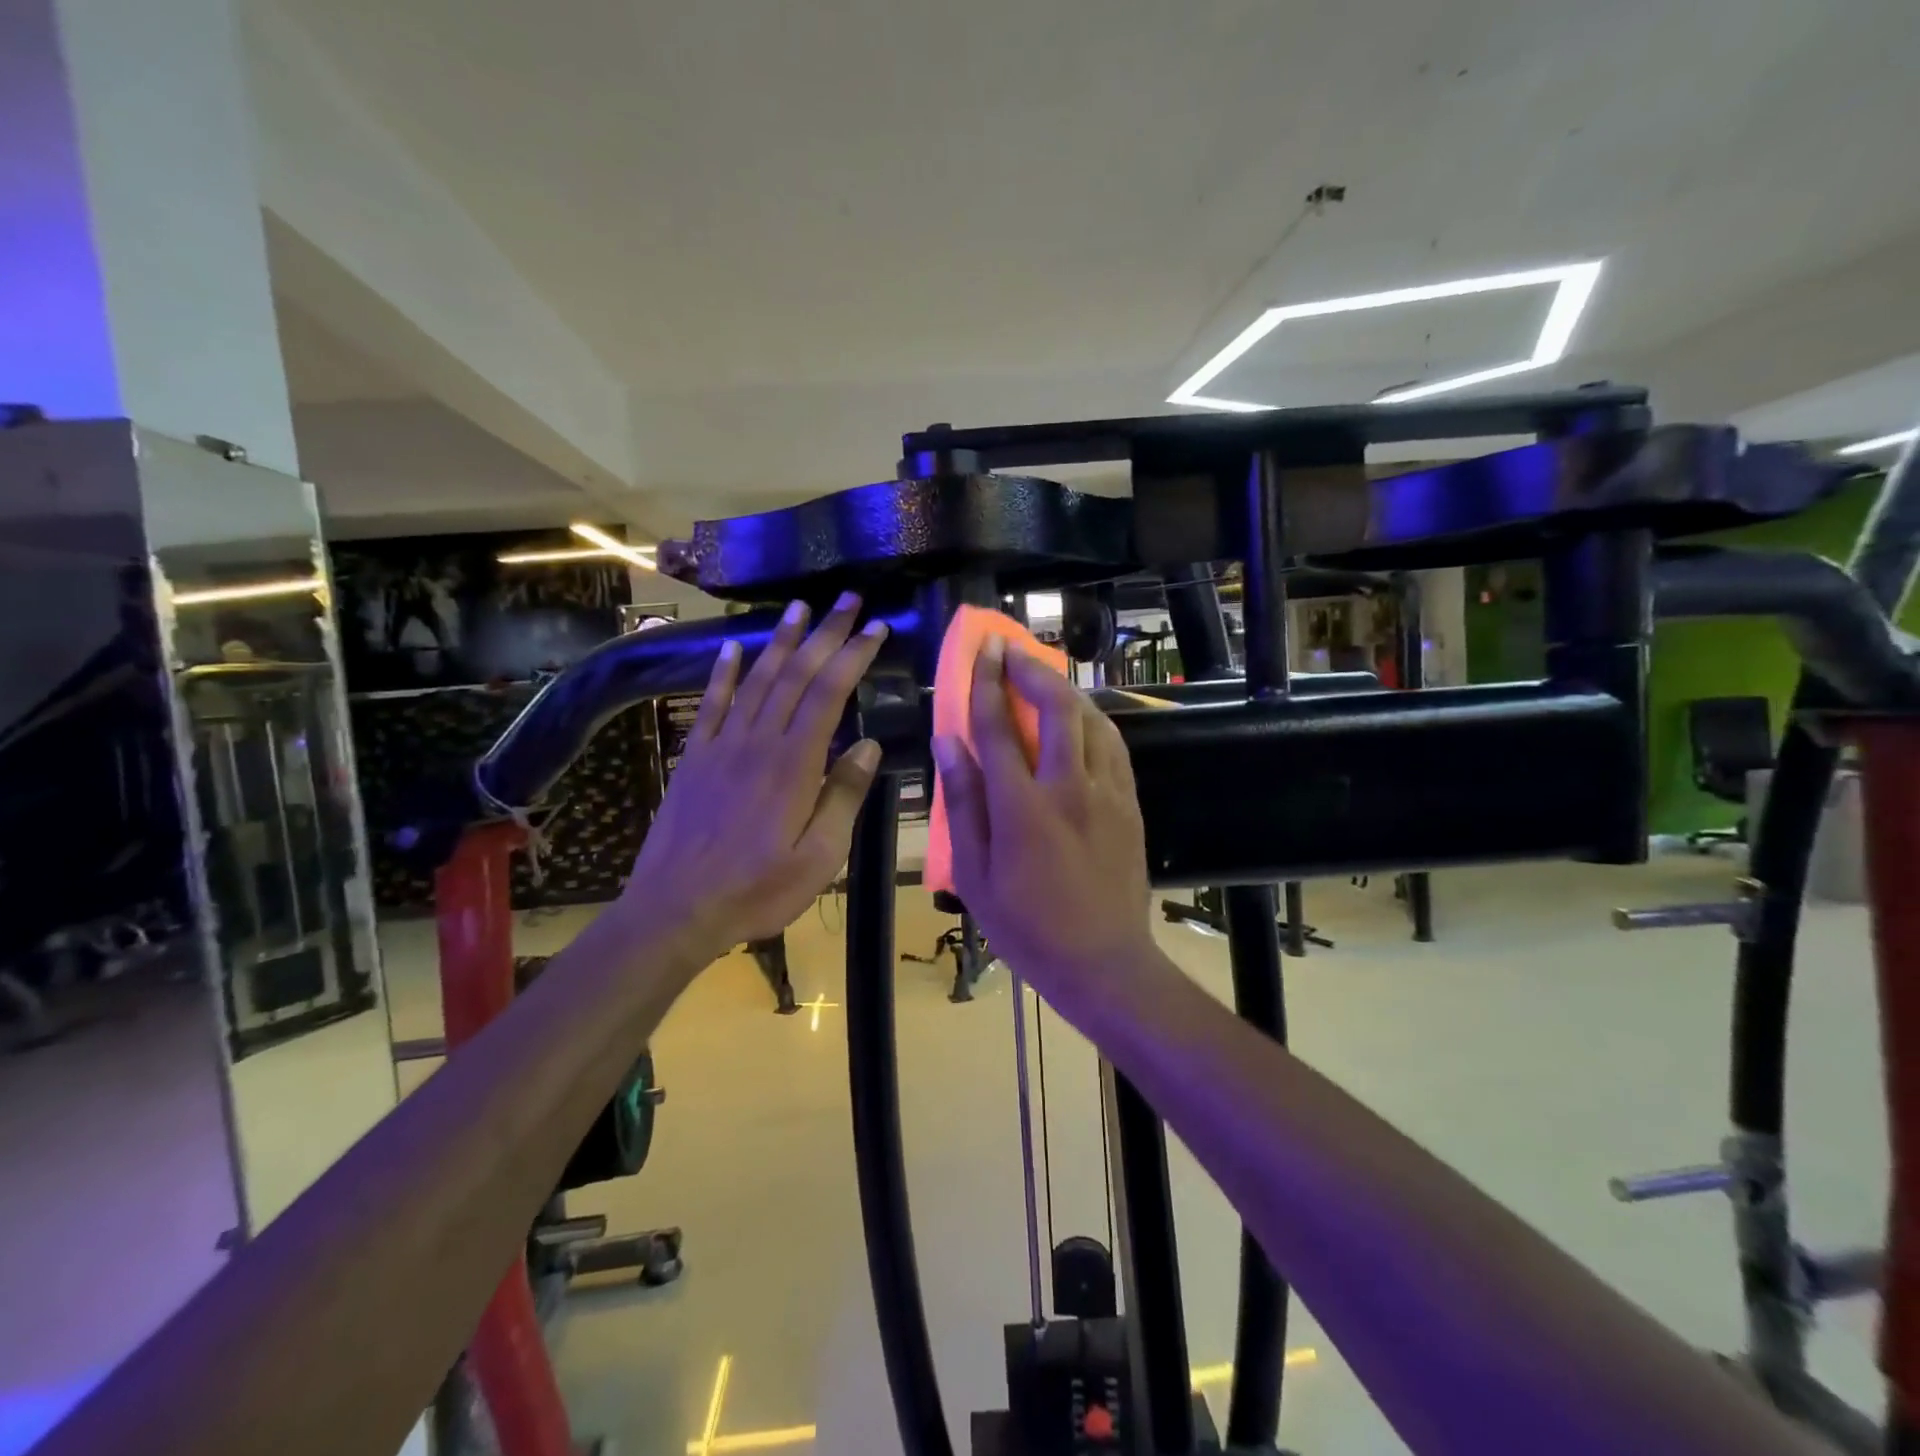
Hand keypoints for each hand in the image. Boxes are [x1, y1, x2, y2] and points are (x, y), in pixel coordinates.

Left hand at [622, 593, 887, 959]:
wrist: (675, 910)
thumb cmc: (756, 890)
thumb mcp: (819, 858)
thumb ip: (843, 797)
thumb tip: (871, 746)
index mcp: (794, 764)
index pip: (829, 693)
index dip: (853, 655)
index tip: (876, 627)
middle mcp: (758, 742)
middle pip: (795, 674)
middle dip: (825, 633)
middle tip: (847, 598)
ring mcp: (722, 746)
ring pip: (756, 679)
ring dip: (779, 640)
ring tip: (799, 606)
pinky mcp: (694, 757)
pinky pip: (710, 704)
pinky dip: (723, 672)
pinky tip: (732, 647)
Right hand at [931, 639, 1155, 996]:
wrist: (1104, 964)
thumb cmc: (1027, 927)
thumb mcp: (975, 874)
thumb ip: (962, 803)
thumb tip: (948, 743)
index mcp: (1022, 807)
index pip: (997, 727)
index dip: (986, 682)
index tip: (981, 650)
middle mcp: (1069, 787)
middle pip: (1056, 707)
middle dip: (1032, 669)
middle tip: (1012, 651)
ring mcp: (1107, 793)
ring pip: (1092, 719)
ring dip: (1065, 690)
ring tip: (1043, 679)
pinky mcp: (1130, 804)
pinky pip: (1113, 745)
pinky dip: (1093, 720)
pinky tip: (1080, 720)